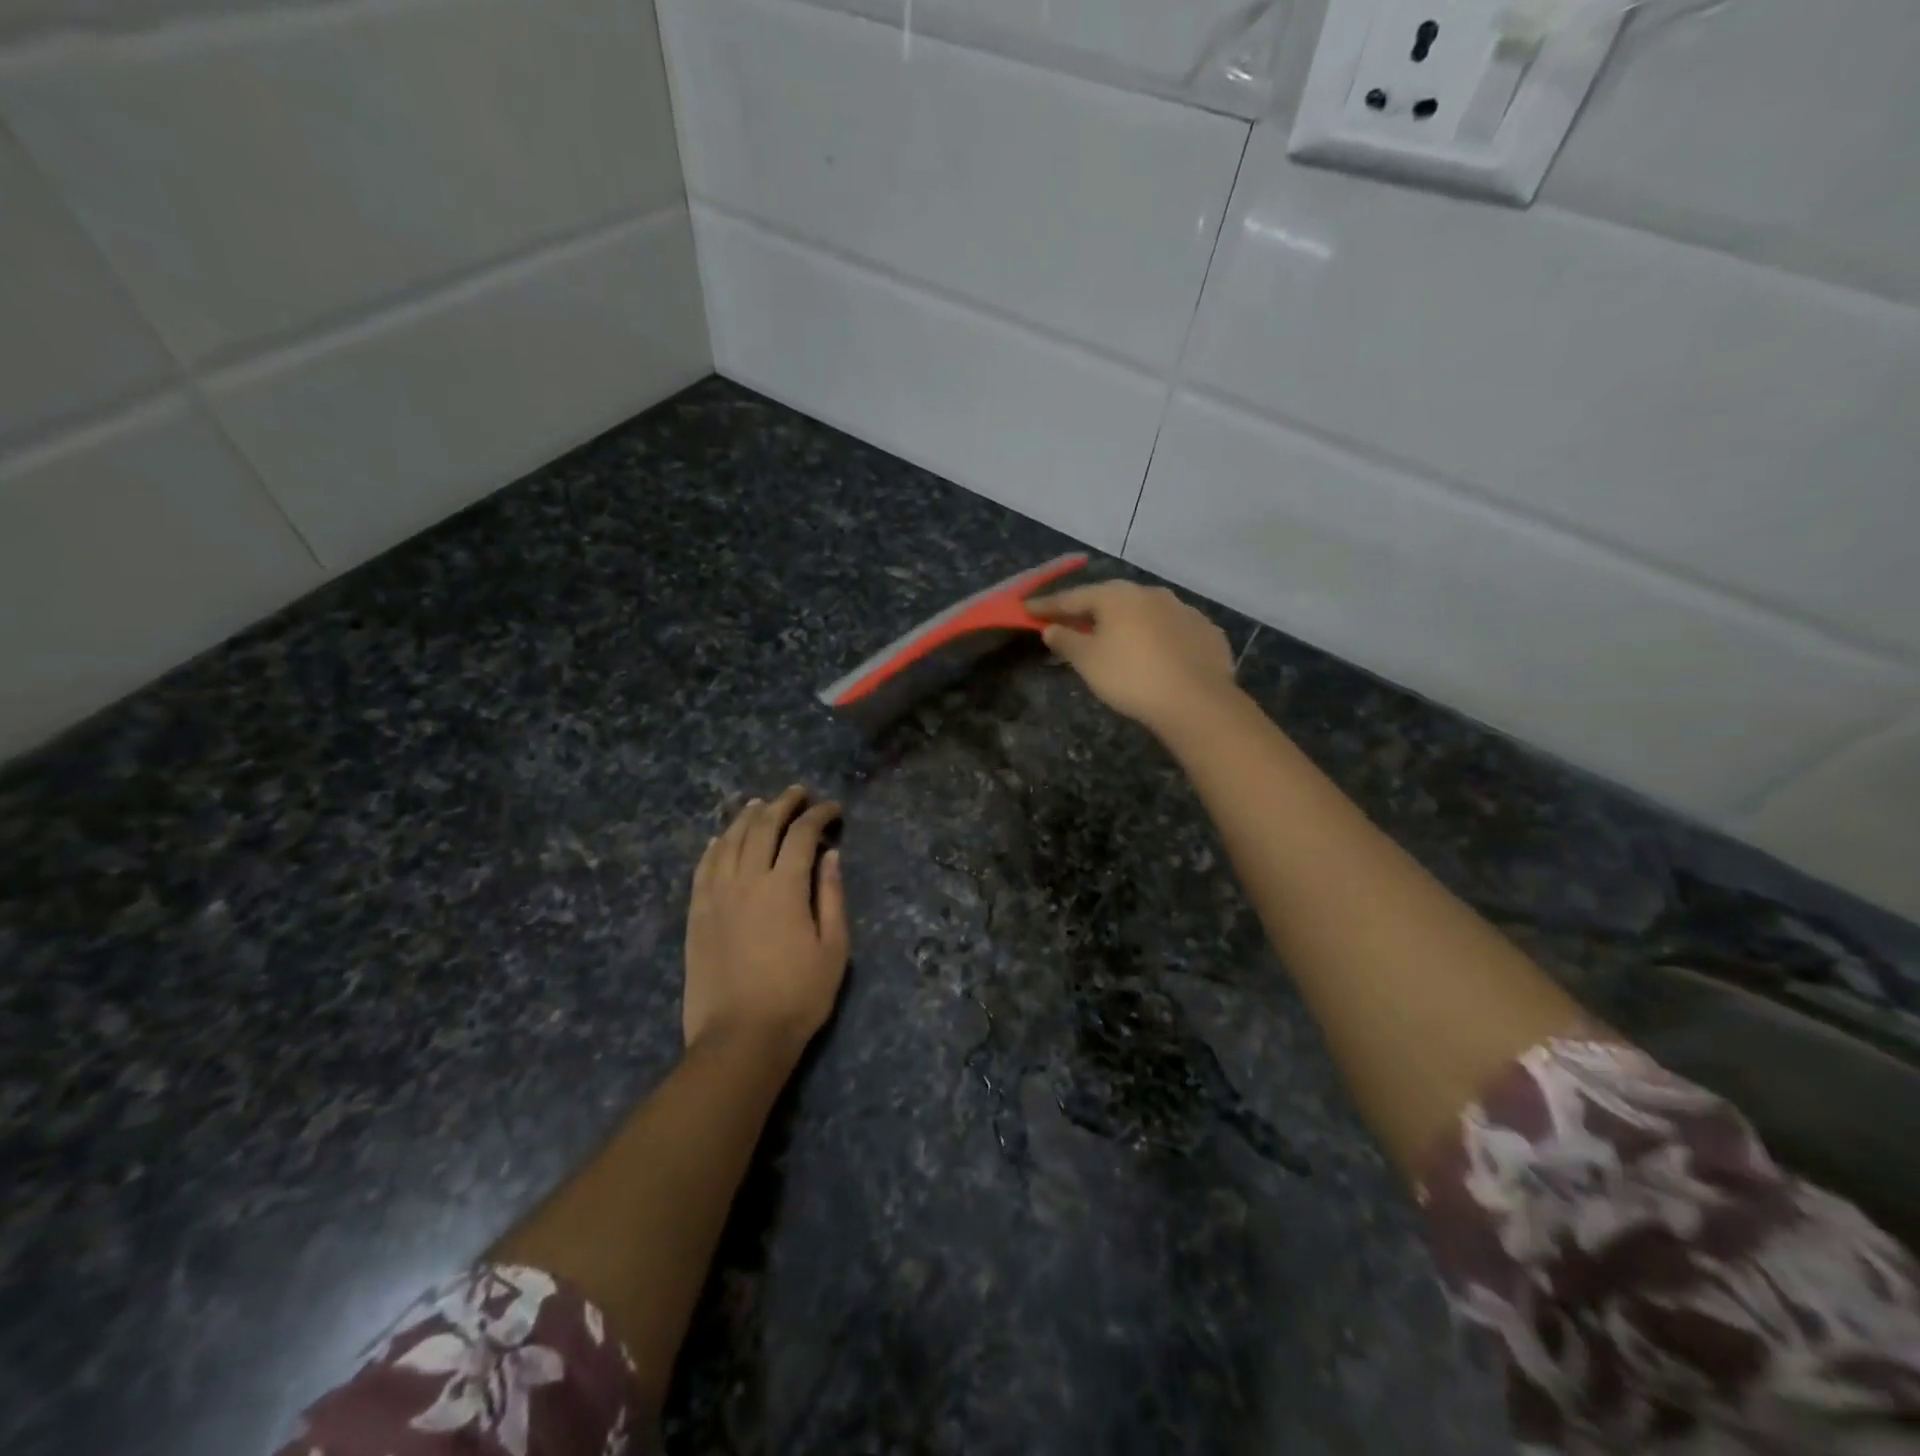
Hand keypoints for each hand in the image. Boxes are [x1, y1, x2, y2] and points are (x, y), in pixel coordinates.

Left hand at [684, 787, 848, 1056]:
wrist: (740, 1037)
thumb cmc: (798, 996)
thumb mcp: (834, 948)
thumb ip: (831, 896)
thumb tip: (830, 855)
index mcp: (785, 887)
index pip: (802, 835)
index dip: (819, 815)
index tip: (833, 809)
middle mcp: (747, 880)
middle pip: (762, 827)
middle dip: (783, 804)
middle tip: (798, 793)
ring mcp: (716, 895)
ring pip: (729, 841)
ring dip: (747, 817)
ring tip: (760, 804)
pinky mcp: (697, 913)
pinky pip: (703, 867)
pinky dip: (715, 846)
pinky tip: (722, 838)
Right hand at [1026, 580, 1237, 735]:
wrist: (1196, 700)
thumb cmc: (1130, 677)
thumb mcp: (1087, 661)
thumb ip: (1066, 640)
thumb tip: (1051, 628)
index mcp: (1117, 596)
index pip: (1073, 597)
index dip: (1048, 605)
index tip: (1028, 609)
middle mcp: (1151, 593)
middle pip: (1111, 600)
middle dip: (1090, 611)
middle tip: (1072, 622)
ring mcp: (1183, 610)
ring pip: (1145, 613)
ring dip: (1127, 623)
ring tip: (1117, 639)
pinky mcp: (1207, 632)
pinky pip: (1172, 630)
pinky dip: (1158, 638)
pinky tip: (1156, 654)